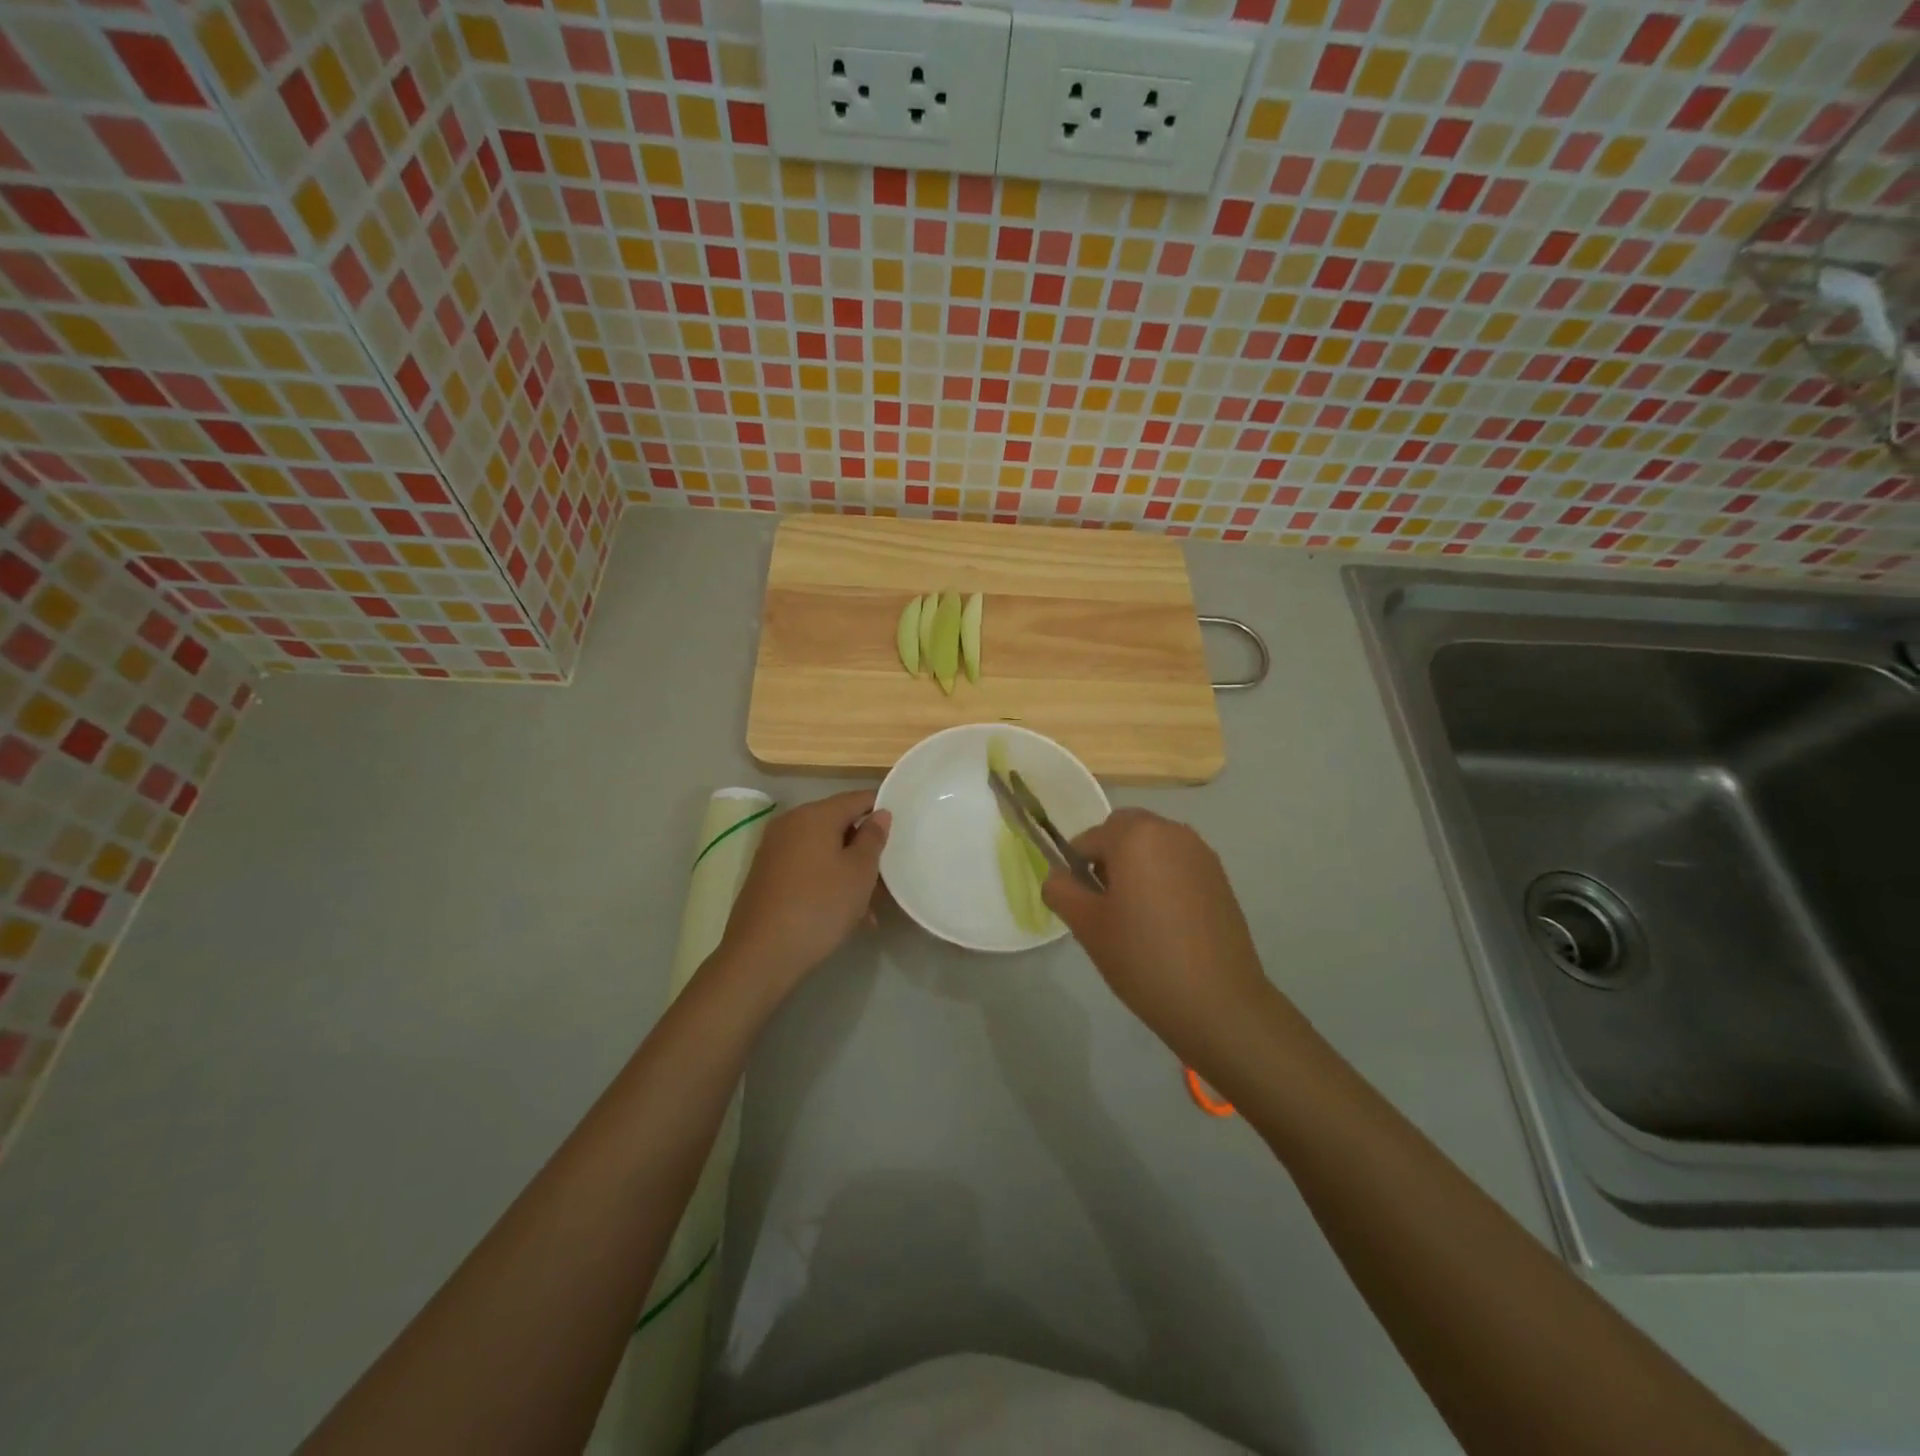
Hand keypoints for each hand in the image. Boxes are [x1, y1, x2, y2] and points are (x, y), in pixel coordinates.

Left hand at [713, 789, 889, 1001]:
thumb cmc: (820, 906)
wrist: (761, 954)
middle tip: (889, 875)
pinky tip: (844, 914)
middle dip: (865, 849)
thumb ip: (873, 838)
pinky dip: (828, 882)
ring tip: (870, 908)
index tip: (904, 828)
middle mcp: (791, 824)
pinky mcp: (767, 875)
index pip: (857, 798)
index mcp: (815, 814)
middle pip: (839, 825)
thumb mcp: (859, 872)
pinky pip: (807, 868)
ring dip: (849, 872)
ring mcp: (775, 850)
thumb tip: (879, 814)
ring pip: (824, 851)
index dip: (882, 809)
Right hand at [1041, 809, 1276, 1063]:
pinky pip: (1177, 863)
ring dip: (1137, 867)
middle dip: (1108, 858)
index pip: (1088, 839)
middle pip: (1124, 831)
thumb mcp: (1086, 925)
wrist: (1218, 1002)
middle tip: (1108, 907)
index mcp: (1135, 835)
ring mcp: (1200, 853)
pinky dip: (1163, 879)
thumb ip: (1061, 890)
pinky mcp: (1220, 876)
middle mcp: (1170, 831)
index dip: (1077, 870)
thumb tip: (1059, 876)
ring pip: (1152, 845)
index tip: (1084, 908)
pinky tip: (1167, 924)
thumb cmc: (1143, 958)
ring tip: (1138, 917)